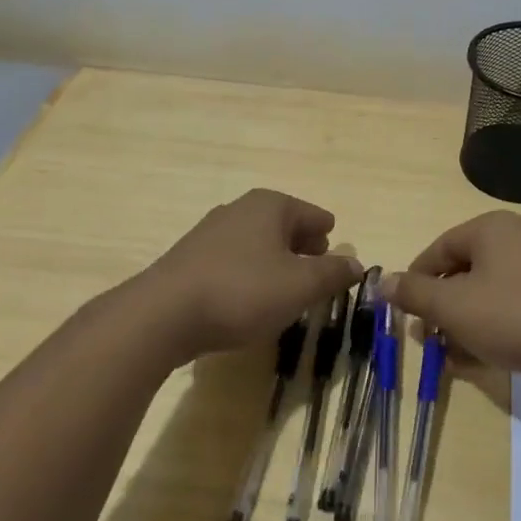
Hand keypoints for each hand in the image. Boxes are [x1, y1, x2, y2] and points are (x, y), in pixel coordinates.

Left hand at [143, 189, 362, 361]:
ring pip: (257, 242)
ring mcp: (211, 232)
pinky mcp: (191, 258)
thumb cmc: (243, 292)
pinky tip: (251, 298)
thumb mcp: (300, 286)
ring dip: (275, 261)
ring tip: (287, 287)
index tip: (336, 247)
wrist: (164, 314)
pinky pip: (234, 260)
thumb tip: (356, 264)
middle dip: (302, 245)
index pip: (312, 214)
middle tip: (317, 267)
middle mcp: (240, 209)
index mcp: (270, 206)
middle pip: (283, 224)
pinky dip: (250, 273)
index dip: (327, 233)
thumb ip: (333, 274)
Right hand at [383, 212, 520, 398]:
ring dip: (465, 324)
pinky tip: (480, 361)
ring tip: (450, 357)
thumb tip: (383, 281)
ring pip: (489, 294)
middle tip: (427, 339)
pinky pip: (515, 309)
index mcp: (491, 229)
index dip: (416, 281)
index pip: (439, 248)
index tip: (404, 313)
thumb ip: (415, 294)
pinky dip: (494, 329)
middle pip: (464, 271)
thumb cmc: (517, 316)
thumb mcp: (455, 307)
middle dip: (441, 308)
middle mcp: (519, 240)